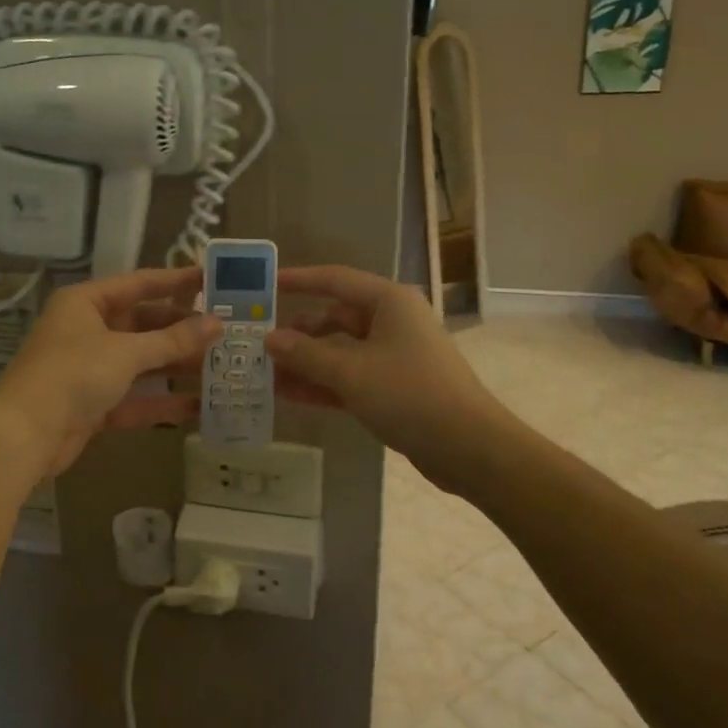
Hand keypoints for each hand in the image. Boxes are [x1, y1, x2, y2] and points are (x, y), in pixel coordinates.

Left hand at [0, 267, 220, 479]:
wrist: (25, 435)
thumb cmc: (73, 375)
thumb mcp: (126, 352)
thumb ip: (173, 340)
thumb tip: (217, 324)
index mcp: (86, 303)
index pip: (139, 284)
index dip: (176, 281)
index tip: (211, 279)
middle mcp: (86, 330)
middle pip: (142, 324)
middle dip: (181, 331)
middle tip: (224, 331)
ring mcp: (89, 369)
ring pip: (141, 362)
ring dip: (175, 366)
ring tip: (220, 366)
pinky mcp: (92, 404)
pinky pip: (134, 397)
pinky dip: (161, 402)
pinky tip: (198, 407)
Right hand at [265, 266, 505, 493]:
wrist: (468, 447)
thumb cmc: (409, 394)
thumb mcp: (350, 372)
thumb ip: (306, 354)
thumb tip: (269, 339)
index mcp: (388, 302)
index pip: (335, 280)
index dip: (300, 280)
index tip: (267, 284)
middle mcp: (392, 322)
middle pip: (335, 318)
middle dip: (298, 332)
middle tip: (259, 343)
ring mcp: (394, 356)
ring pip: (340, 351)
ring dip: (306, 362)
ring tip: (266, 374)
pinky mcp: (394, 387)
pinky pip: (350, 377)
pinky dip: (323, 384)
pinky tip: (289, 395)